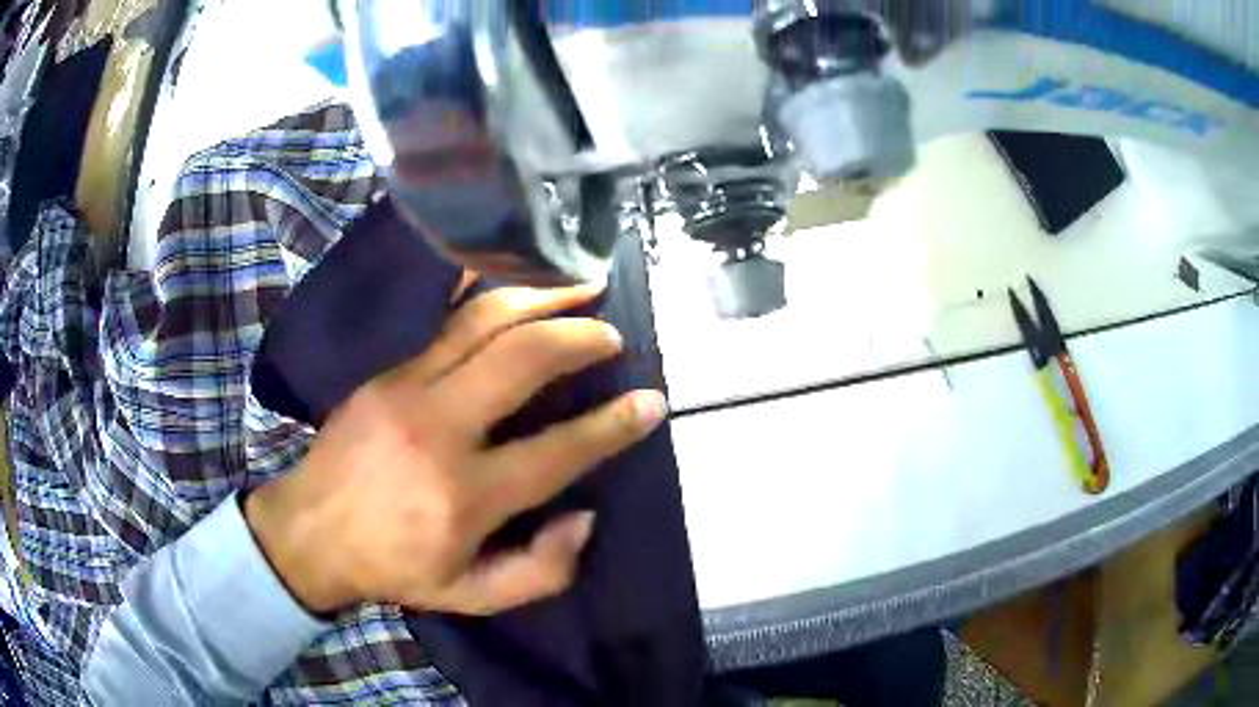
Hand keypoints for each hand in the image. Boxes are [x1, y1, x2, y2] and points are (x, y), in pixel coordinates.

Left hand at [245, 284, 667, 615]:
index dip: (614, 425)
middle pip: (524, 360)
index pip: (559, 450)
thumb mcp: (471, 596)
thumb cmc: (394, 567)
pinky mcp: (390, 371)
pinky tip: (518, 279)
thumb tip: (585, 515)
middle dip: (580, 339)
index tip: (651, 402)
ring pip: (485, 321)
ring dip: (542, 298)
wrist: (311, 530)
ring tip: (581, 287)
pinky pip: (449, 320)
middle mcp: (440, 429)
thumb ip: (540, 571)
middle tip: (613, 336)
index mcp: (465, 496)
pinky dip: (491, 294)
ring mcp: (409, 388)